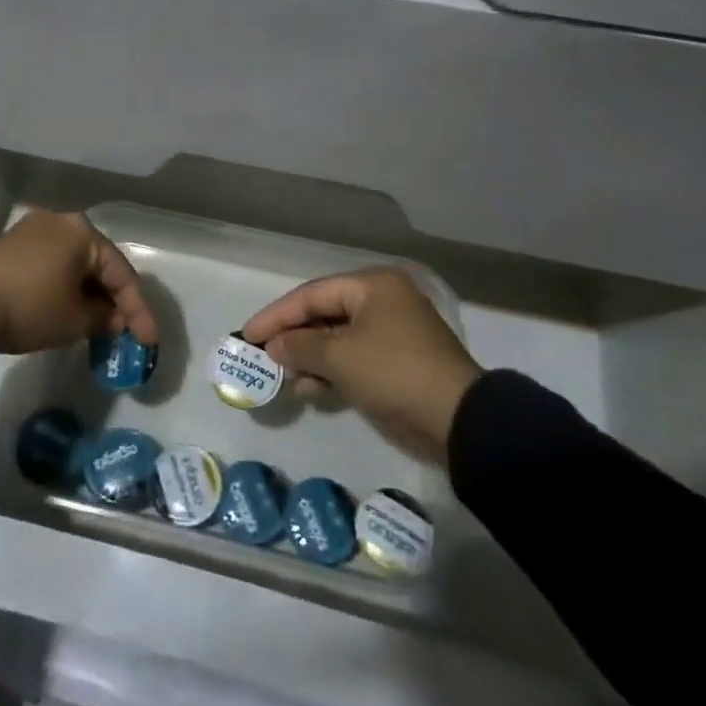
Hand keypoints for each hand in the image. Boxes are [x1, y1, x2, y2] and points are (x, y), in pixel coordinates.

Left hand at [0, 210, 156, 354]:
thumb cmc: (30, 307)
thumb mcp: (74, 320)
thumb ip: (104, 318)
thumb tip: (113, 318)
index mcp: (83, 232)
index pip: (122, 273)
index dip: (138, 310)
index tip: (149, 341)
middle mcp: (61, 221)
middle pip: (98, 264)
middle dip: (113, 300)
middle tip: (125, 331)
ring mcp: (34, 230)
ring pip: (74, 264)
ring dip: (88, 294)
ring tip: (98, 325)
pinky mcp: (12, 245)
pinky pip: (52, 265)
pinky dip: (65, 287)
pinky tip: (68, 309)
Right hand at [243, 267, 481, 464]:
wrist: (458, 420)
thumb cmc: (394, 373)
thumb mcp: (340, 358)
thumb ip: (301, 347)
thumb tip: (274, 347)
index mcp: (372, 285)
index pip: (312, 294)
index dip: (277, 315)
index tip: (247, 334)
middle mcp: (383, 300)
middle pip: (325, 313)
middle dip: (293, 336)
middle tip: (262, 355)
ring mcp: (393, 331)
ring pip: (338, 337)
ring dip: (310, 356)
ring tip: (283, 376)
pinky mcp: (398, 361)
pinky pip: (354, 357)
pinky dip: (331, 370)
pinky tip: (309, 389)